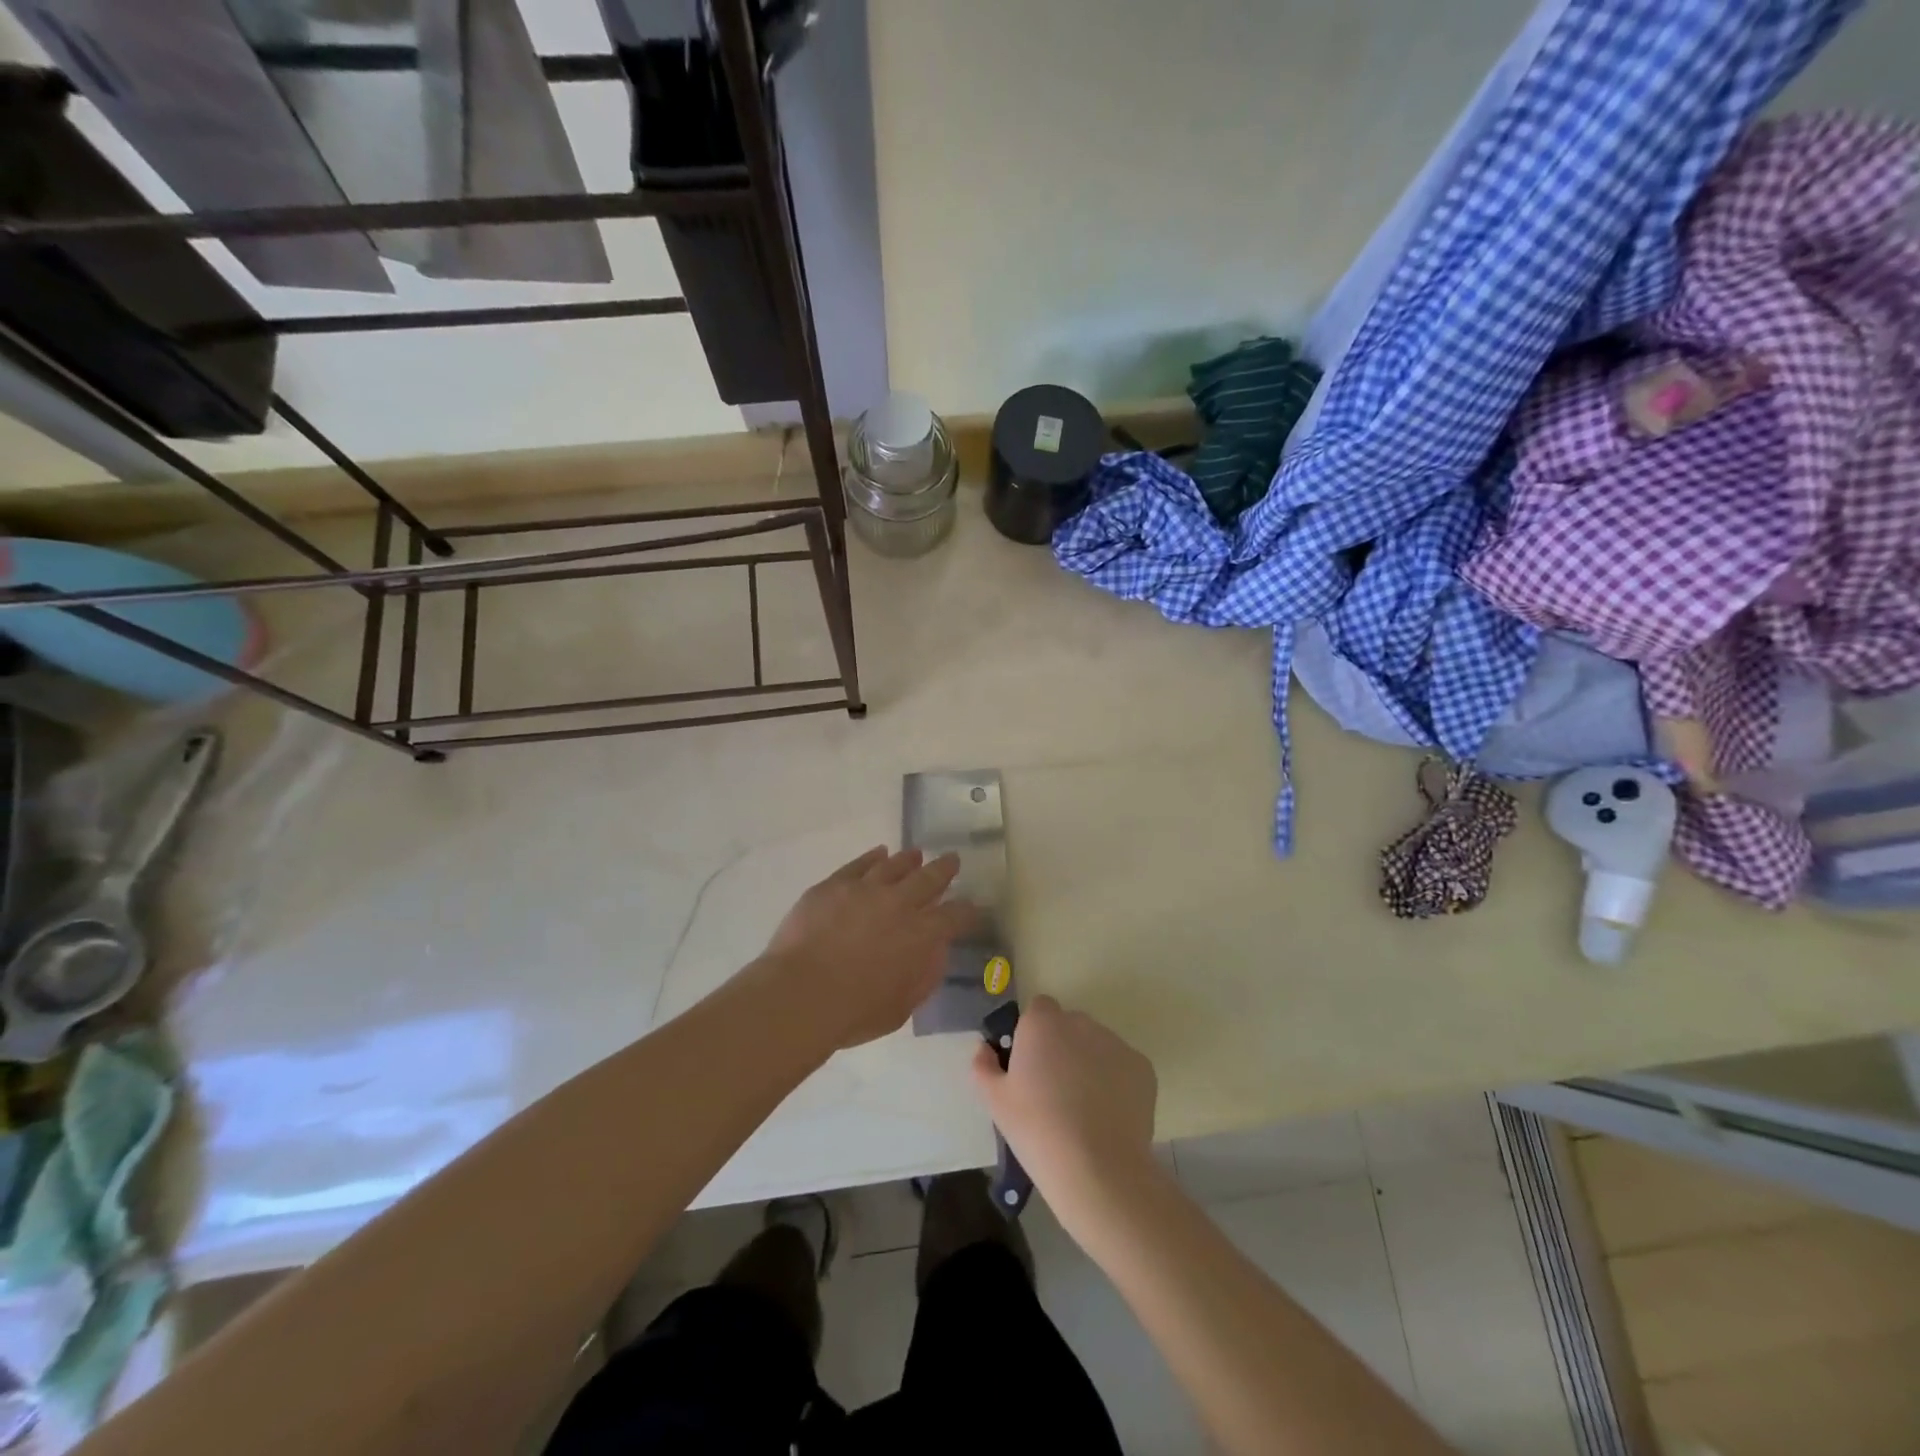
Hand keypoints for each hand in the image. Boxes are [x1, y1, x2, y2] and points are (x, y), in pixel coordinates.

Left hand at [763, 846, 975, 1050]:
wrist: (800, 994)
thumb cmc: (854, 1012)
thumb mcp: (902, 1006)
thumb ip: (924, 976)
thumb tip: (935, 952)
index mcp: (922, 935)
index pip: (955, 916)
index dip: (967, 911)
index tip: (973, 908)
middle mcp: (899, 903)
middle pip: (929, 878)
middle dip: (945, 869)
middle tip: (952, 860)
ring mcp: (864, 889)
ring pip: (894, 865)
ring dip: (909, 859)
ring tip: (916, 854)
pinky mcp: (833, 885)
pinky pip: (859, 864)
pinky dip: (872, 858)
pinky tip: (878, 854)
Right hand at [970, 995, 1159, 1231]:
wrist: (1097, 1169)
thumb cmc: (1037, 1130)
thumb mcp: (995, 1101)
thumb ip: (983, 1066)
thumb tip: (984, 1049)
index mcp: (1042, 1023)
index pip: (1038, 1009)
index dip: (1033, 1034)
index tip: (1030, 1065)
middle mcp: (1080, 1022)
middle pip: (1069, 1026)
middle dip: (1062, 1047)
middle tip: (1054, 1090)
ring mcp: (1115, 1043)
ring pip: (1097, 1045)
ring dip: (1089, 1063)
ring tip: (1084, 1109)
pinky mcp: (1142, 1067)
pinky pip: (1123, 1067)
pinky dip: (1116, 1083)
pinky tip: (1108, 1116)